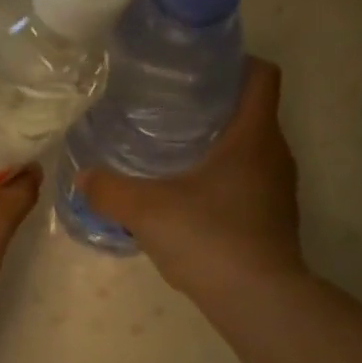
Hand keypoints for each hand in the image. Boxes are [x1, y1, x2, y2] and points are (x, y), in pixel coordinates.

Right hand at [80, 57, 304, 310]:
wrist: (256, 299)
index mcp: (254, 135)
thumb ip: (110, 190)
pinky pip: (246, 188)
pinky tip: (187, 204)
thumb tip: (83, 177)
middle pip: (250, 114)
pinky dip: (220, 186)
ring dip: (216, 151)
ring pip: (248, 154)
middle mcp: (275, 155)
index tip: (196, 72)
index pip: (261, 75)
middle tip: (168, 114)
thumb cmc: (208, 238)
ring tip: (172, 158)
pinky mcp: (273, 221)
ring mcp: (278, 191)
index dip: (233, 64)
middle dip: (212, 110)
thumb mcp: (146, 210)